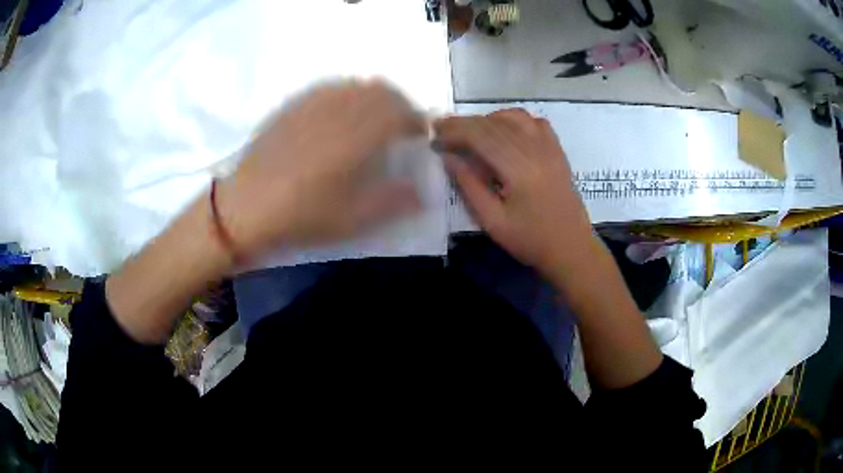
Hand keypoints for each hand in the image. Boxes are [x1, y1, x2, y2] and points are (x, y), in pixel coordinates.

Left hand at [217, 81, 425, 258]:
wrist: (245, 207)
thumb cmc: (302, 215)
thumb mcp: (353, 219)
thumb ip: (394, 202)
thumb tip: (423, 193)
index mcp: (359, 135)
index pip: (402, 113)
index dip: (417, 122)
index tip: (420, 137)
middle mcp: (340, 109)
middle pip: (382, 91)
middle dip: (400, 105)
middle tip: (401, 126)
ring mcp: (314, 103)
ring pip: (356, 85)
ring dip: (375, 97)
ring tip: (374, 118)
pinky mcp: (294, 106)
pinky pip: (330, 88)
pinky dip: (347, 95)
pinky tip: (340, 114)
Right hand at [436, 109, 593, 277]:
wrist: (571, 249)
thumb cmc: (530, 241)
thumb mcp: (493, 221)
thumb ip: (469, 186)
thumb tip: (449, 157)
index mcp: (519, 169)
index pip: (480, 136)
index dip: (454, 132)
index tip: (435, 136)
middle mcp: (536, 150)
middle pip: (494, 123)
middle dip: (465, 123)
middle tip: (442, 129)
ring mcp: (550, 148)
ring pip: (515, 117)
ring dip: (488, 119)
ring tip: (471, 131)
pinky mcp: (558, 151)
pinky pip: (535, 122)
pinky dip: (515, 120)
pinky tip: (505, 131)